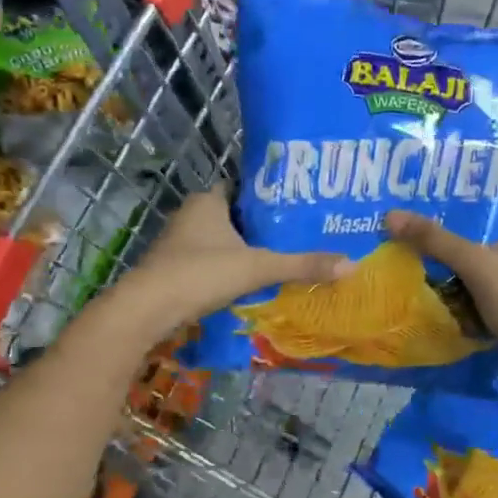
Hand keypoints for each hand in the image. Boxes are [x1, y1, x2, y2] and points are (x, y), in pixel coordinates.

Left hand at [113, 186, 351, 336]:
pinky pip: (210, 262)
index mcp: (208, 201)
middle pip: (234, 215)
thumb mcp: (258, 267)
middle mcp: (191, 216)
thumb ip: (301, 265)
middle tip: (296, 234)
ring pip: (221, 241)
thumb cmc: (200, 273)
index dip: (268, 196)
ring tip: (281, 258)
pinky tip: (251, 283)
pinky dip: (229, 269)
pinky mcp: (174, 270)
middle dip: (260, 226)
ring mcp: (179, 244)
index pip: (243, 188)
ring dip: (244, 250)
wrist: (147, 309)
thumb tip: (350, 265)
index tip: (296, 206)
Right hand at [385, 184, 497, 393]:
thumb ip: (436, 240)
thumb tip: (392, 216)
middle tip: (441, 187)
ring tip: (434, 215)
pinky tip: (440, 256)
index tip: (472, 159)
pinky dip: (469, 261)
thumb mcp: (476, 264)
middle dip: (476, 201)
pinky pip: (489, 266)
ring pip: (495, 240)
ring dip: (470, 233)